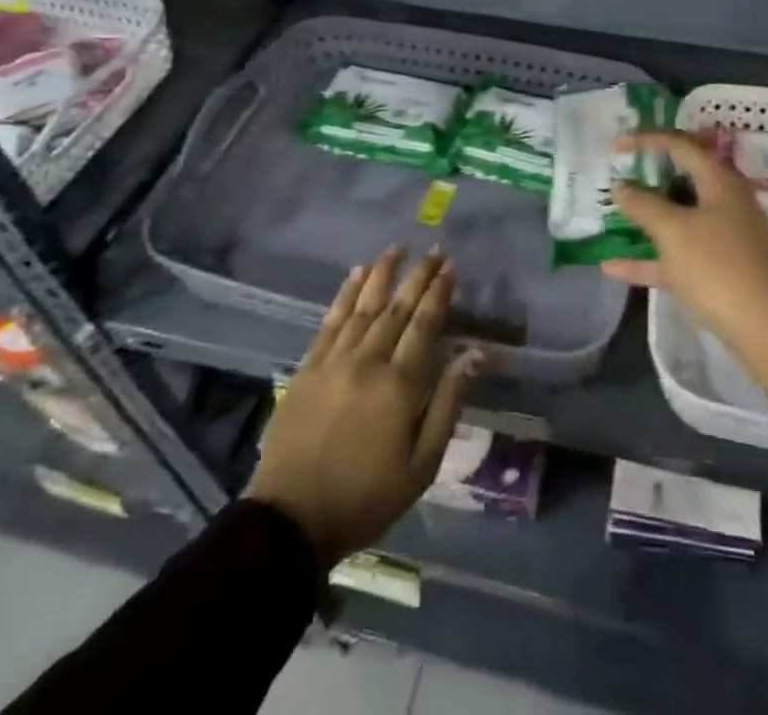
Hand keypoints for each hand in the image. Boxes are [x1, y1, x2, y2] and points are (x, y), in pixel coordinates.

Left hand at [245, 247, 482, 566]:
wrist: (291, 520)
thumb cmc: (366, 497)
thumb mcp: (421, 465)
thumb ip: (449, 404)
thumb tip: (476, 354)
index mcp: (399, 385)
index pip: (424, 325)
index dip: (439, 294)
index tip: (451, 267)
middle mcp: (368, 362)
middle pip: (397, 309)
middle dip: (418, 276)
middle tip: (434, 251)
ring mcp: (333, 362)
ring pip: (363, 307)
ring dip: (382, 274)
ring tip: (397, 249)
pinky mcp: (307, 368)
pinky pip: (330, 321)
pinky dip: (345, 294)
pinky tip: (355, 275)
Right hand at [607, 130, 767, 390]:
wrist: (766, 331)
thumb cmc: (718, 267)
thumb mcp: (674, 231)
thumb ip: (643, 204)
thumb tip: (621, 186)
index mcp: (720, 181)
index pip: (680, 144)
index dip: (646, 139)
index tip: (615, 145)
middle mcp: (724, 202)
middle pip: (681, 178)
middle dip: (647, 176)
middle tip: (616, 173)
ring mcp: (722, 236)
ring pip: (678, 216)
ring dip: (645, 216)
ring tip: (611, 213)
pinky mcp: (717, 269)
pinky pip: (676, 254)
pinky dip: (648, 257)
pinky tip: (611, 265)